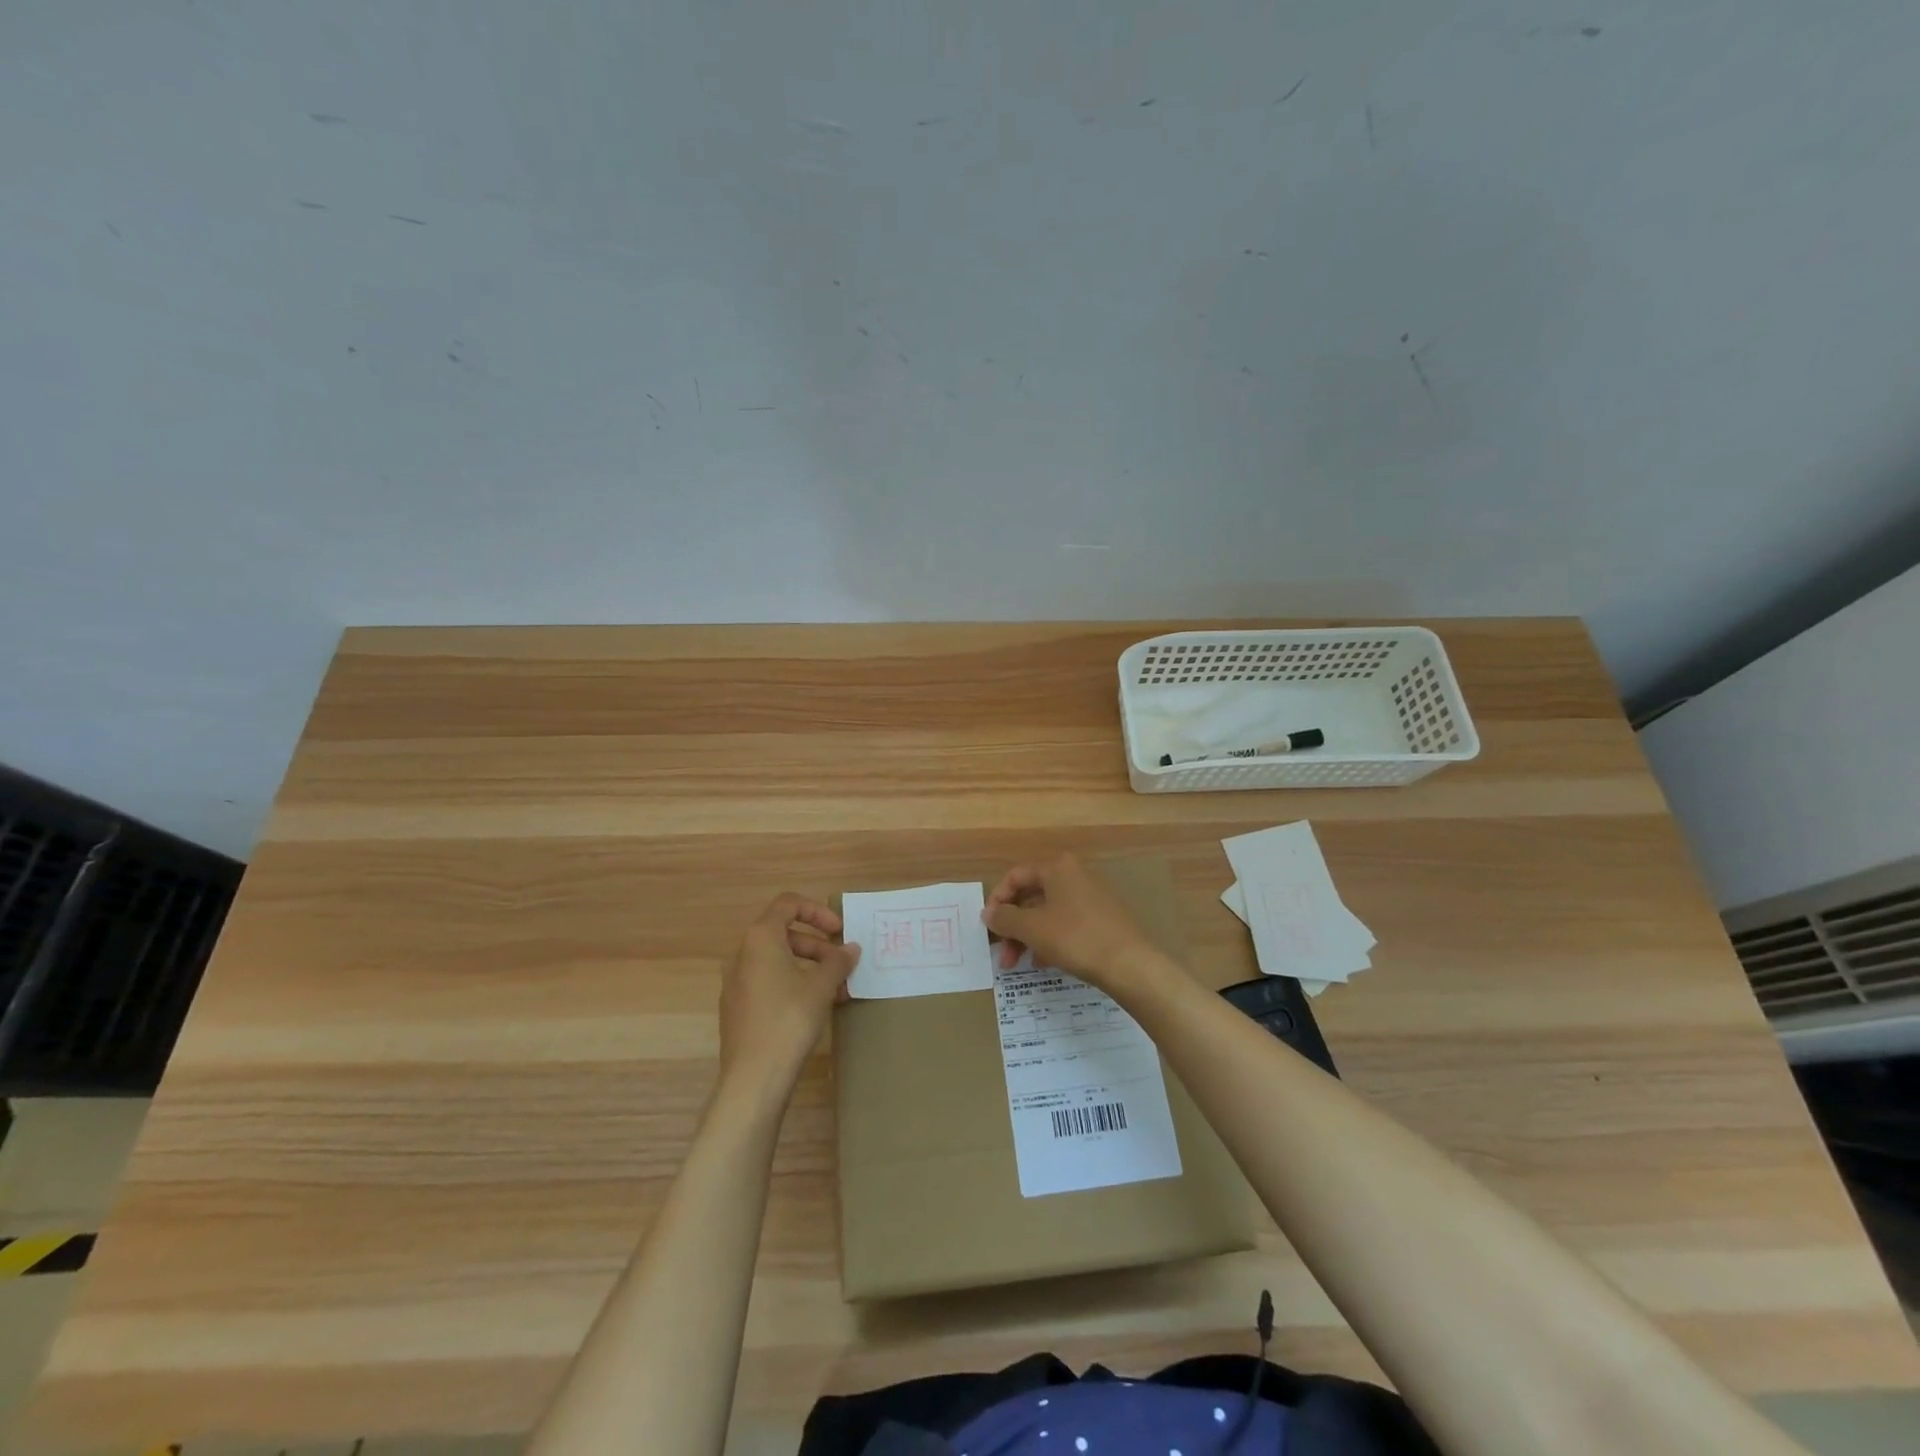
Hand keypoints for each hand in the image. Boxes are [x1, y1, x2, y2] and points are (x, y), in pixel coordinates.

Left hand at [718, 894, 859, 1100]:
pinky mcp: (738, 1008)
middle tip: (842, 964)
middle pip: (783, 933)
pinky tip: (816, 1007)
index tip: (839, 931)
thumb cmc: (789, 1019)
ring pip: (777, 960)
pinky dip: (793, 983)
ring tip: (836, 988)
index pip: (788, 904)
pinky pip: (768, 982)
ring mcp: (736, 982)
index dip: (817, 911)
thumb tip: (850, 949)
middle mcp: (742, 954)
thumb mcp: (822, 986)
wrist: (754, 1077)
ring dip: (809, 966)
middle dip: (817, 945)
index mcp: (760, 938)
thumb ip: (838, 961)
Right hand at [983, 854, 1157, 990]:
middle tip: (1002, 955)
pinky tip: (1045, 962)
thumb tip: (988, 914)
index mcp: (1057, 868)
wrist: (1130, 964)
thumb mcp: (1032, 929)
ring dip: (1029, 936)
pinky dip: (1051, 939)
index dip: (997, 901)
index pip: (1015, 876)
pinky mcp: (1104, 918)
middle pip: (1032, 896)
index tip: (988, 928)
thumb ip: (1005, 919)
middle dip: (1013, 926)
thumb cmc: (1075, 937)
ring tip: (1020, 963)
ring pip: (1049, 913)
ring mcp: (1092, 896)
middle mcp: (1075, 875)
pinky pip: (1067, 923)